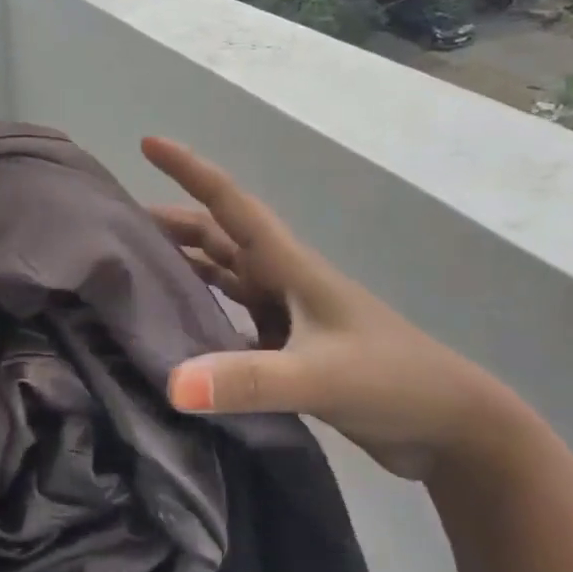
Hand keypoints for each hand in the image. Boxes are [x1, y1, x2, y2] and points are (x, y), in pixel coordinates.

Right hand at [144, 136, 525, 481]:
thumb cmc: (394, 381)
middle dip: (171, 222)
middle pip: (217, 236)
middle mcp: (282, 281)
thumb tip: (173, 385)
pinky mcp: (287, 349)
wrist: (454, 429)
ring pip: (222, 275)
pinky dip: (200, 315)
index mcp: (289, 266)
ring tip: (134, 269)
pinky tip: (172, 332)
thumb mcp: (320, 376)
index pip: (231, 204)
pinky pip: (230, 318)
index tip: (149, 143)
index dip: (190, 170)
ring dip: (183, 264)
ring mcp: (287, 315)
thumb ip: (248, 380)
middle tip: (118, 226)